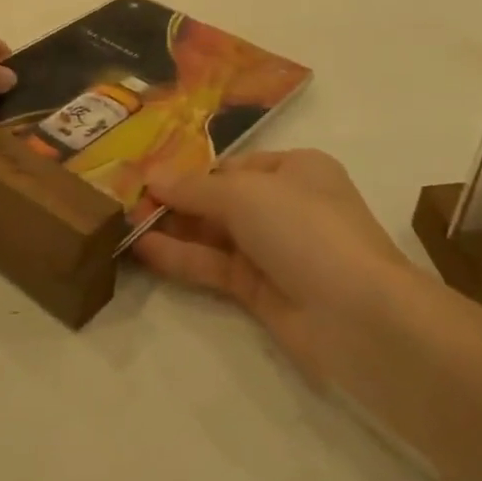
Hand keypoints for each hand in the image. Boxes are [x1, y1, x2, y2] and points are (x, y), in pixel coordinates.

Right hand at [133, 150, 420, 382]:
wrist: (359, 315)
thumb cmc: (305, 228)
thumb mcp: (245, 194)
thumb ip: (194, 188)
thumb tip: (151, 176)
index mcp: (295, 169)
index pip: (233, 165)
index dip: (191, 170)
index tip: (147, 174)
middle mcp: (286, 206)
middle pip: (221, 199)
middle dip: (177, 199)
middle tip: (125, 199)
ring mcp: (275, 251)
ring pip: (215, 235)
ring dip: (173, 228)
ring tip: (122, 222)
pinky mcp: (263, 292)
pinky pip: (215, 267)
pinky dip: (182, 258)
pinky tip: (143, 248)